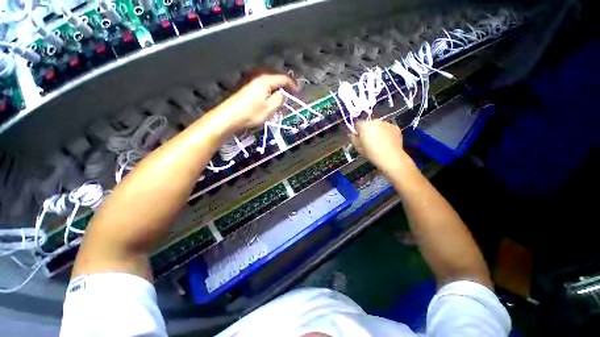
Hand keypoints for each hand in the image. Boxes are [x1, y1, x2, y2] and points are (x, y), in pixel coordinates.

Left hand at [214, 72, 297, 132]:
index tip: (298, 92)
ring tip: (281, 95)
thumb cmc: (251, 113)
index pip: (283, 78)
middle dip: (285, 84)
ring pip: (268, 81)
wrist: (230, 116)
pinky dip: (269, 89)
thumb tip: (282, 93)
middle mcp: (258, 76)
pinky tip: (269, 96)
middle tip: (291, 93)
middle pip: (275, 77)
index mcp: (266, 80)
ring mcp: (251, 80)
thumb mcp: (270, 108)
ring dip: (276, 87)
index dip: (292, 85)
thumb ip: (279, 99)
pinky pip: (262, 84)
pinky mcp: (246, 86)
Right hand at [349, 120, 413, 174]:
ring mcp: (387, 123)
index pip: (358, 124)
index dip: (357, 130)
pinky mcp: (395, 127)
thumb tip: (351, 134)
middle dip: (368, 130)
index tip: (359, 137)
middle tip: (369, 140)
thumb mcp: (358, 148)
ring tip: (379, 141)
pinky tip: (387, 141)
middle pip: (369, 123)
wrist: (391, 157)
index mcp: (364, 126)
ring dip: (377, 130)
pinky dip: (386, 132)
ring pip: (379, 125)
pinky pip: (388, 128)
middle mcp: (375, 121)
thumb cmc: (371, 153)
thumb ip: (353, 139)